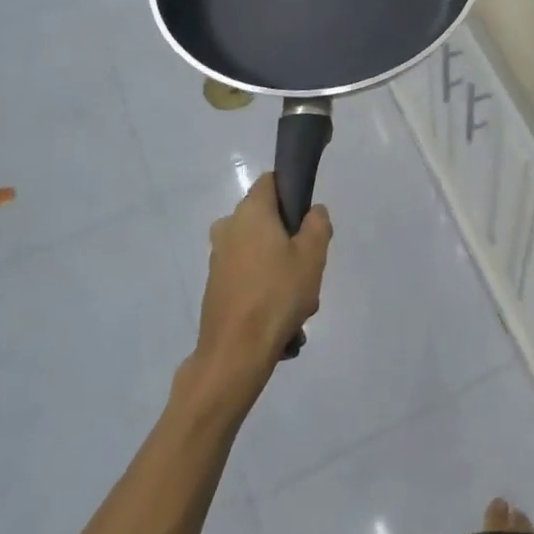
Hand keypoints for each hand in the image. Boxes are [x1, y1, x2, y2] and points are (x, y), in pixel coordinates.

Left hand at [189, 175, 330, 406]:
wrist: (236, 351)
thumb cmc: (278, 294)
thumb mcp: (313, 255)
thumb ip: (317, 225)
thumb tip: (313, 212)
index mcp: (250, 212)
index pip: (271, 182)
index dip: (292, 191)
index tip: (309, 217)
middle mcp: (228, 227)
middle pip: (267, 220)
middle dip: (290, 239)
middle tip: (309, 266)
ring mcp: (218, 257)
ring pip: (260, 251)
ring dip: (280, 269)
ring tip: (299, 302)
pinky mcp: (215, 285)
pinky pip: (248, 276)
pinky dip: (265, 289)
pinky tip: (281, 318)